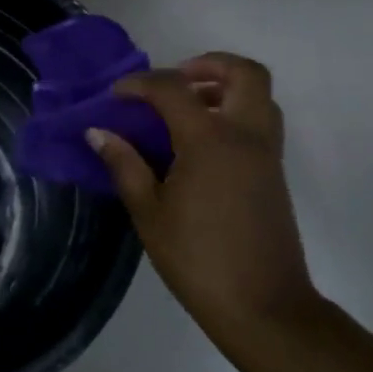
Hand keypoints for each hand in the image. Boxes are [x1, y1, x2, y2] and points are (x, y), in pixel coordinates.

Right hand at [88, 53, 321, 344]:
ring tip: (184, 109)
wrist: (264, 307)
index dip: (139, 84)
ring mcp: (266, 155)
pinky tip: (197, 143)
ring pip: (258, 96)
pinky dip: (232, 113)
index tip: (114, 96)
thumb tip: (98, 132)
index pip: (173, 89)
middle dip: (207, 64)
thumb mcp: (148, 211)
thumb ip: (124, 164)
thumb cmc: (197, 258)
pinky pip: (260, 123)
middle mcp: (246, 136)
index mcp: (210, 141)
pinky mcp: (273, 174)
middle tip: (173, 81)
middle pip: (244, 73)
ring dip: (224, 88)